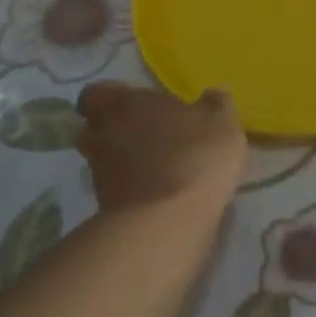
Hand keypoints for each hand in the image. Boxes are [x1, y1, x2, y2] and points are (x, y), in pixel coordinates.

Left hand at [75, 82, 245, 215]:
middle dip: (115, 130)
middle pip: (94, 128)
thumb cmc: (194, 155)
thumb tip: (213, 94)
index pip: (95, 94)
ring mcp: (99, 175)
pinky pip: (116, 190)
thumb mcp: (221, 123)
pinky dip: (132, 189)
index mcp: (123, 104)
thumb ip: (216, 105)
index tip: (135, 103)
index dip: (112, 98)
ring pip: (104, 161)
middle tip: (147, 133)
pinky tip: (161, 193)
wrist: (167, 222)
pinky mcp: (104, 209)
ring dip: (124, 161)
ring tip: (158, 166)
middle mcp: (102, 135)